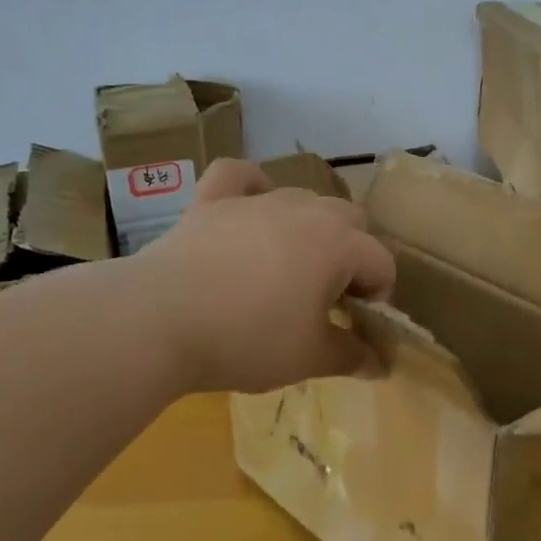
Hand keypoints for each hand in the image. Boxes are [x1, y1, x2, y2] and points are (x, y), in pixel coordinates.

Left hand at [133, 159, 395, 394]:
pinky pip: (239, 175)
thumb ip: (352, 357)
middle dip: (352, 253)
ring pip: (304, 197)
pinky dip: (251, 185)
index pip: (381, 262)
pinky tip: (252, 203)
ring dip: (311, 226)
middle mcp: (306, 211)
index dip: (378, 296)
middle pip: (351, 219)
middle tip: (329, 295)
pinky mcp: (212, 200)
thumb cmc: (248, 340)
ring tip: (291, 264)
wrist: (159, 321)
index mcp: (339, 244)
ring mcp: (257, 200)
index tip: (357, 325)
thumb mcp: (309, 358)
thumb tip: (380, 365)